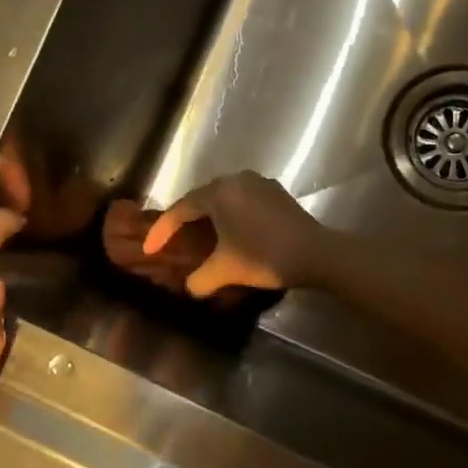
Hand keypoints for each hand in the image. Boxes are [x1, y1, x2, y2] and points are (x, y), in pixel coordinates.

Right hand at [142, 172, 332, 296]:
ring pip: (224, 197)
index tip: (150, 249)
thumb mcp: (226, 271)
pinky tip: (232, 231)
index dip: (162, 230)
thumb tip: (190, 287)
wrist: (317, 254)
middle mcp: (236, 179)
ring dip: (209, 216)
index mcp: (219, 192)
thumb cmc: (265, 256)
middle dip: (184, 219)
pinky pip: (243, 199)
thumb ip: (200, 280)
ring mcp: (259, 183)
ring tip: (200, 236)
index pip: (181, 209)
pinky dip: (231, 214)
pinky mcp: (276, 192)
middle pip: (201, 198)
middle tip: (172, 239)